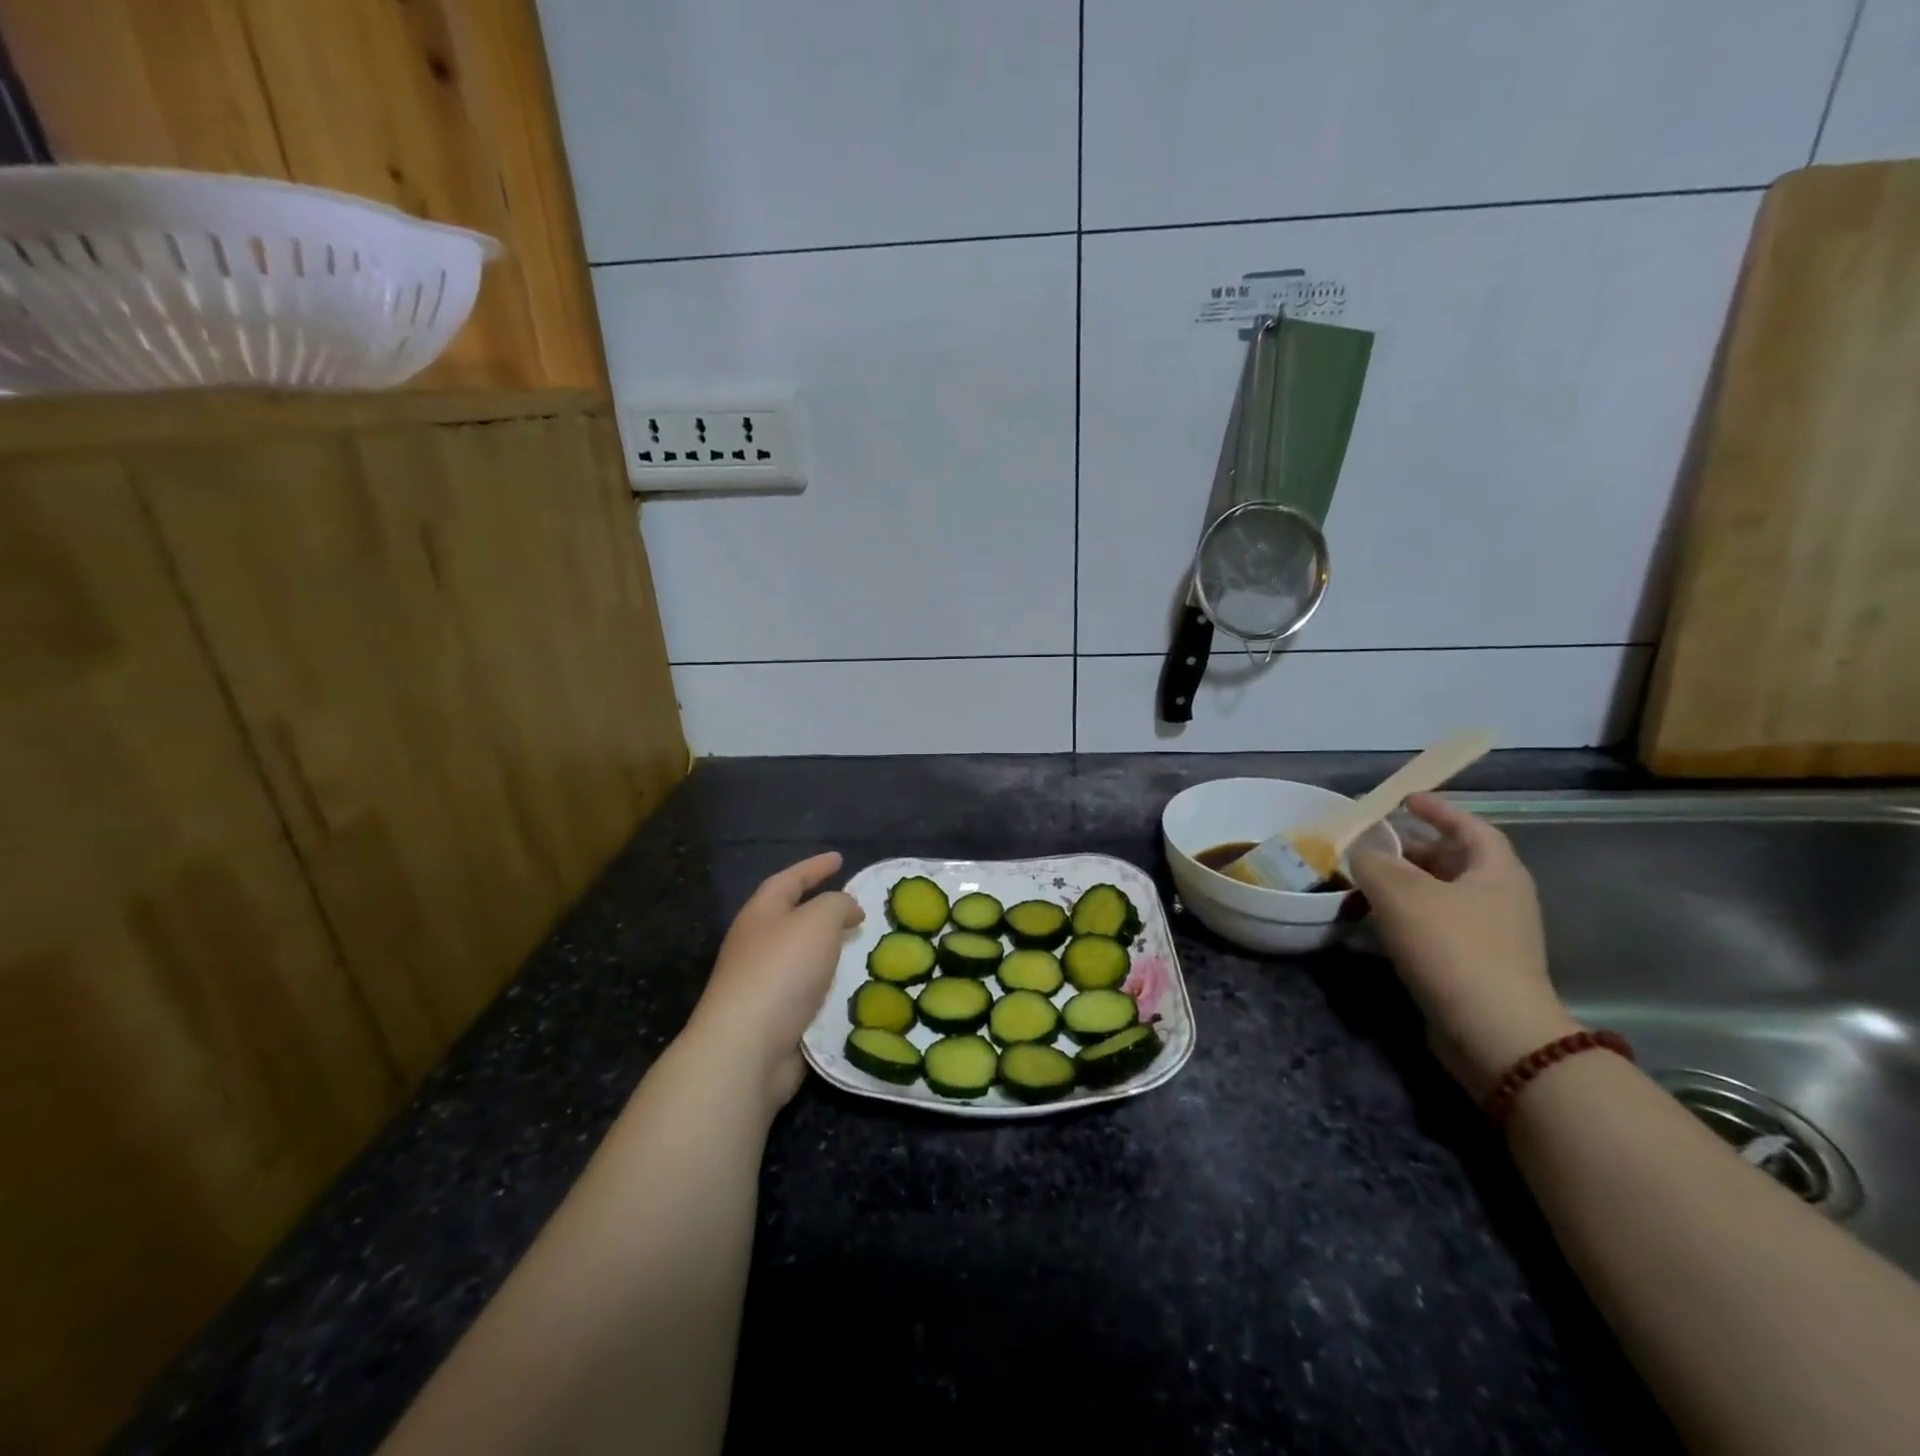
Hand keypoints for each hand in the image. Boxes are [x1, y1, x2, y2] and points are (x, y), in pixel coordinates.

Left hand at [684, 851, 863, 1113]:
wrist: (746, 1050)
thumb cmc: (781, 972)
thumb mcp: (817, 921)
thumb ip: (837, 905)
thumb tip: (849, 909)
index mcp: (760, 915)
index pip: (788, 880)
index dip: (814, 867)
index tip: (839, 859)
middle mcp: (756, 946)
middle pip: (790, 918)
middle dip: (820, 910)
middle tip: (854, 906)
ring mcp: (761, 986)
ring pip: (801, 959)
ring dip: (828, 952)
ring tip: (862, 949)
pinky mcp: (773, 1021)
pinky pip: (808, 994)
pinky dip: (830, 988)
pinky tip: (853, 990)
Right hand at [1349, 794, 1579, 1097]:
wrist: (1493, 1032)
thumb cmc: (1452, 947)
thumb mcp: (1401, 893)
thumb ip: (1373, 862)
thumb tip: (1361, 850)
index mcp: (1496, 871)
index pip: (1469, 826)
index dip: (1438, 809)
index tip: (1405, 799)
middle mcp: (1500, 898)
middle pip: (1455, 860)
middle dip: (1414, 847)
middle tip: (1374, 842)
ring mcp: (1492, 935)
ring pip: (1444, 895)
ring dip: (1407, 883)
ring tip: (1367, 879)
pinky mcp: (1476, 966)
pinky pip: (1439, 925)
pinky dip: (1410, 914)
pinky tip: (1380, 921)